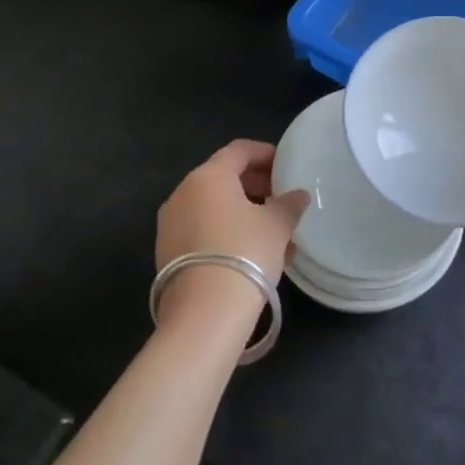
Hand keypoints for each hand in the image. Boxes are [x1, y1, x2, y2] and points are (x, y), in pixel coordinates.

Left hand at [155, 140, 308, 326]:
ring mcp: (170, 225)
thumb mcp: (277, 225)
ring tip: (273, 231)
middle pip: (223, 177)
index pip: (239, 150)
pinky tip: (252, 253)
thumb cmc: (245, 253)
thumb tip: (298, 196)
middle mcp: (182, 194)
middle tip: (282, 197)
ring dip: (243, 212)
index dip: (265, 153)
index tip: (286, 165)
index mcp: (208, 177)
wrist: (204, 314)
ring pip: (213, 207)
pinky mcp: (167, 254)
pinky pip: (203, 230)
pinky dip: (226, 232)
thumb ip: (288, 204)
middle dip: (255, 185)